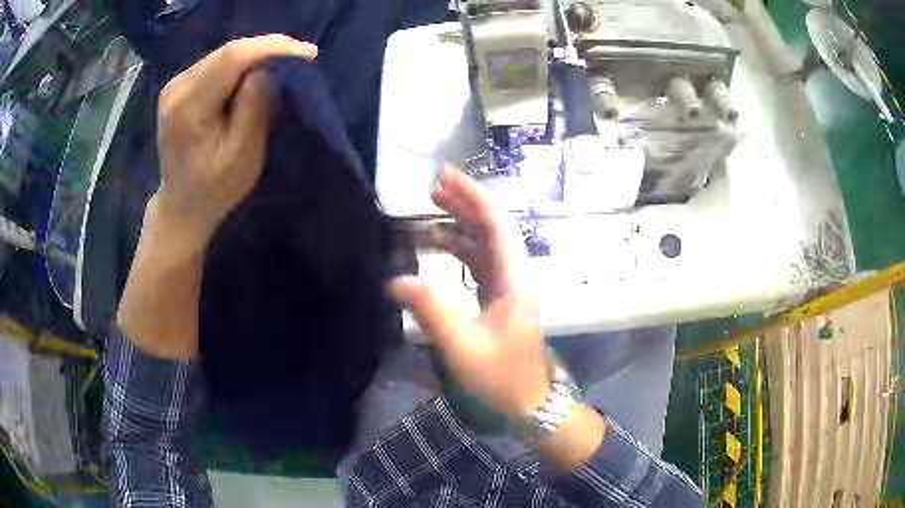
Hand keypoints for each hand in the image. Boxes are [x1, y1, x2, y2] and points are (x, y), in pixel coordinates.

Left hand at [153, 34, 317, 250]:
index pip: (232, 58)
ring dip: (257, 54)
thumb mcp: (241, 156)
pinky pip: (216, 63)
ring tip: (286, 61)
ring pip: (224, 53)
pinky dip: (242, 63)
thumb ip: (254, 108)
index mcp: (188, 107)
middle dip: (268, 48)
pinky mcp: (179, 87)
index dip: (271, 48)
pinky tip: (259, 70)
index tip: (307, 53)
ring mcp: (175, 85)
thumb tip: (267, 70)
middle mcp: (177, 88)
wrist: (181, 206)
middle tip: (303, 55)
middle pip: (228, 51)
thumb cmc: (214, 190)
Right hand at [390, 166, 548, 418]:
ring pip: (486, 243)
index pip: (496, 225)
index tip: (446, 176)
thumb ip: (430, 311)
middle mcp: (515, 276)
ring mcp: (509, 286)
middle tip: (434, 185)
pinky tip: (440, 244)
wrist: (526, 401)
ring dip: (462, 223)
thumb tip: (395, 280)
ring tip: (433, 205)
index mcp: (514, 280)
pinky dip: (461, 248)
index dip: (473, 196)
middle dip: (466, 203)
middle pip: (493, 228)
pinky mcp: (500, 298)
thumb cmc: (499, 376)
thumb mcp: (461, 346)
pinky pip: (480, 262)